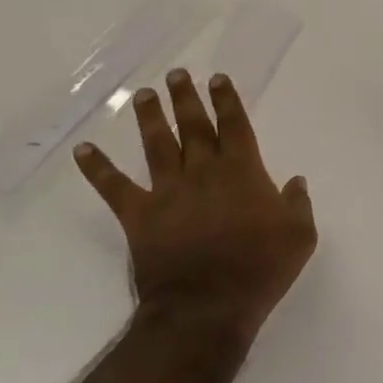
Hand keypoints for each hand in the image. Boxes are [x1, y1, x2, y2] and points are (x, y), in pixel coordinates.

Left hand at [75, 69, 315, 342]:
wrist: (206, 308)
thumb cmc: (259, 270)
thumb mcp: (300, 237)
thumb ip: (298, 204)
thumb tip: (295, 180)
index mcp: (242, 172)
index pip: (234, 126)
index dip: (227, 100)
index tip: (217, 78)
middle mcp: (204, 172)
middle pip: (194, 126)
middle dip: (186, 98)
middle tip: (176, 74)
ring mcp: (168, 192)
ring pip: (158, 145)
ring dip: (150, 118)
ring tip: (142, 95)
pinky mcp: (140, 216)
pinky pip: (114, 187)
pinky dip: (97, 168)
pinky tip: (83, 150)